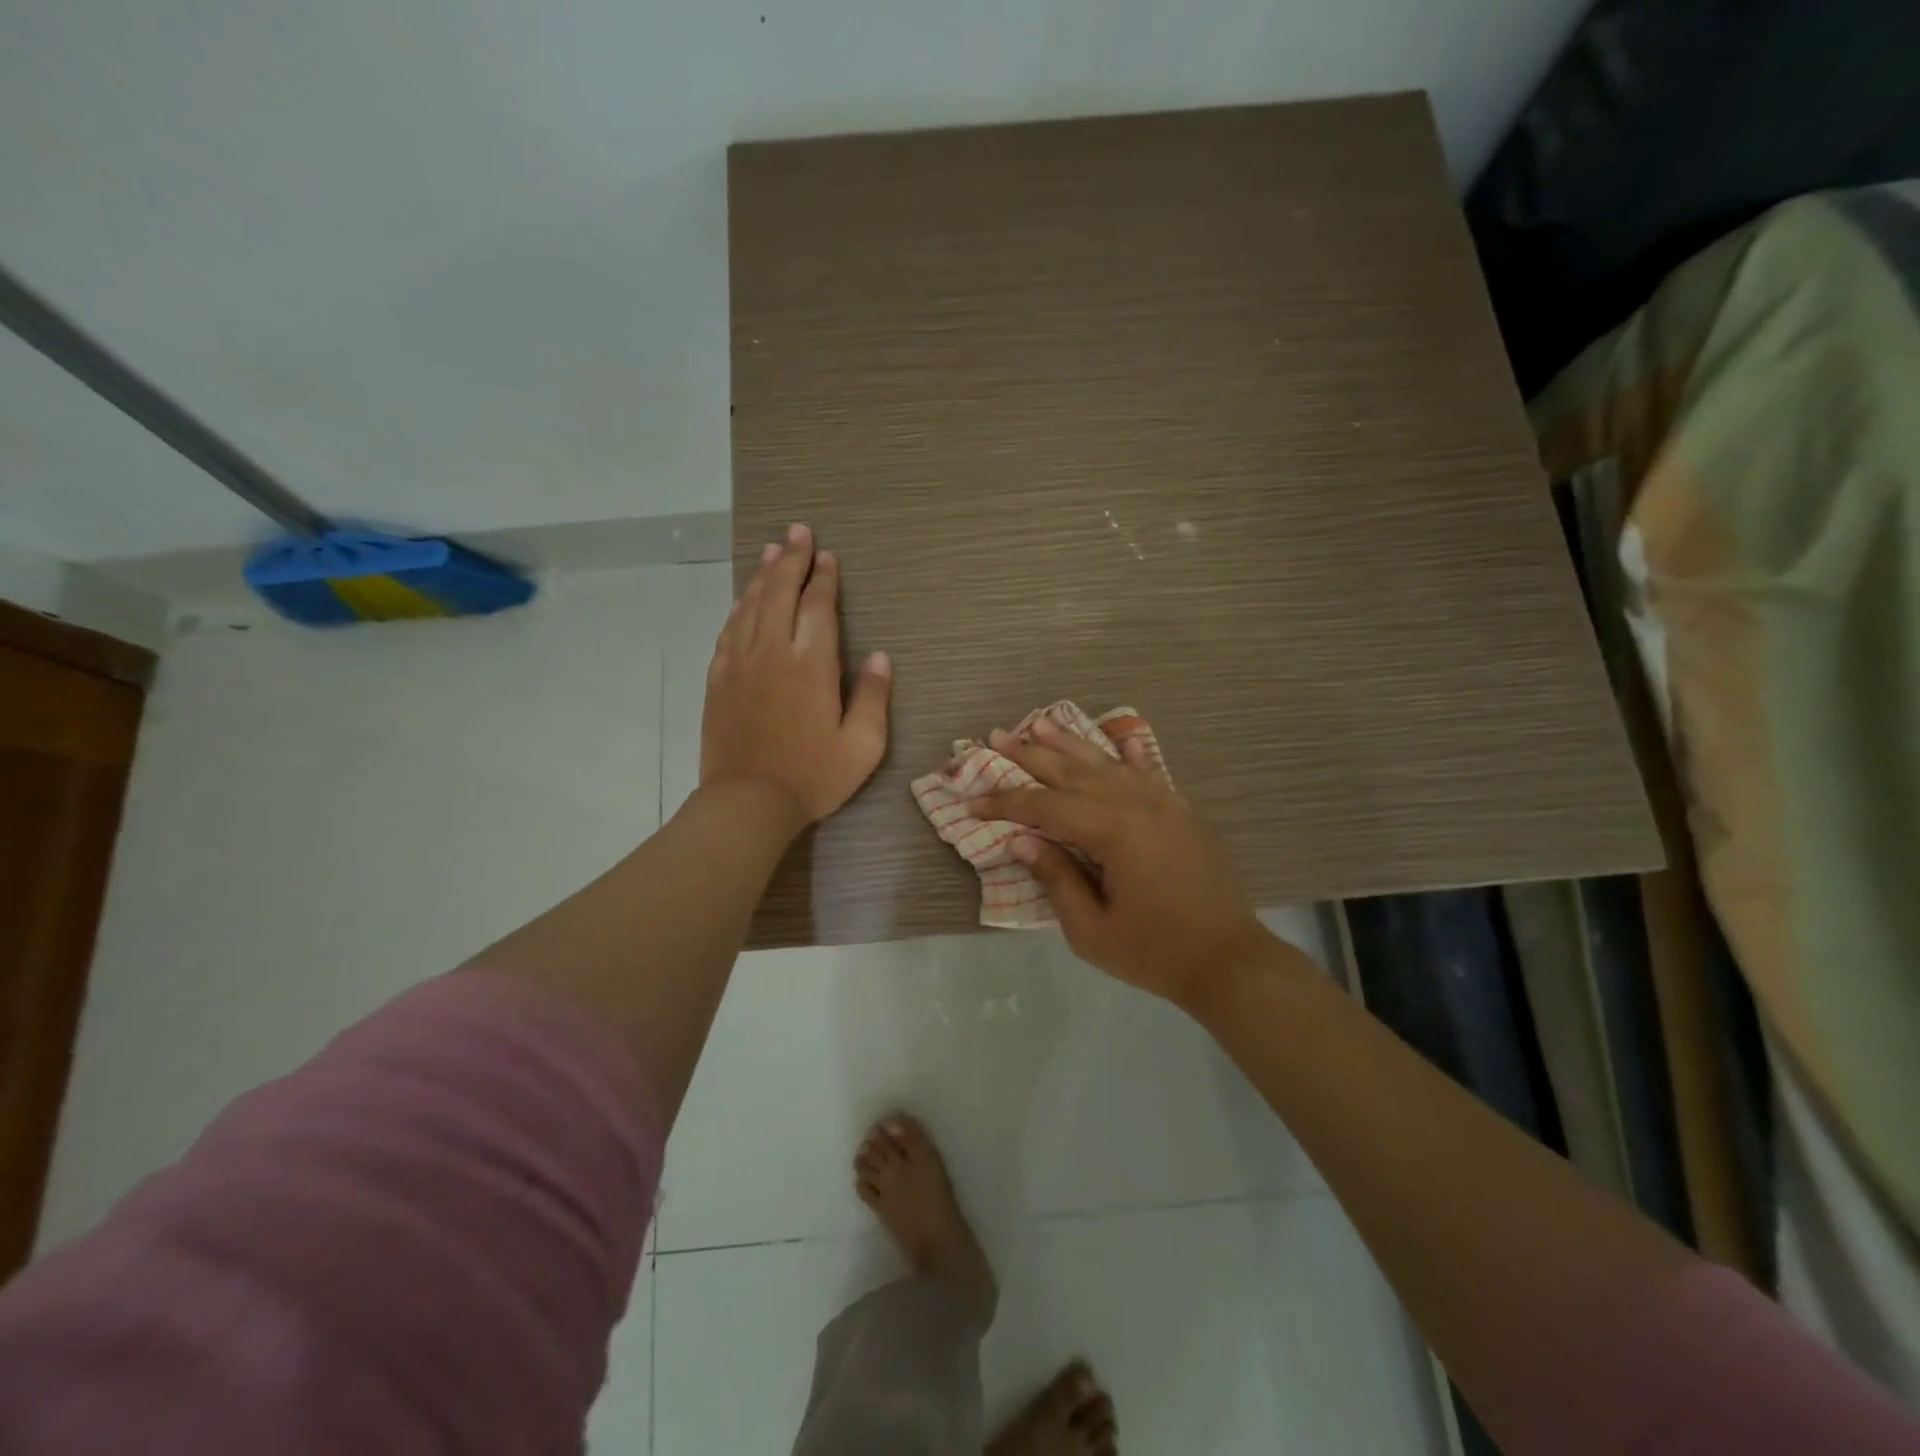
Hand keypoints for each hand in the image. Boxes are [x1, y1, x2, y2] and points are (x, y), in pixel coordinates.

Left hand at [701, 523, 891, 825]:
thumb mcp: (862, 744)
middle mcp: (772, 653)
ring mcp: (740, 664)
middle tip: (798, 532)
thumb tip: (879, 656)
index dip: (823, 578)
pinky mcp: (718, 680)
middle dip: (792, 560)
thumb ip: (872, 696)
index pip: (818, 607)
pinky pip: (729, 631)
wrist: (747, 802)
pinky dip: (739, 607)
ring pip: (751, 606)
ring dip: (763, 575)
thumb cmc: (813, 776)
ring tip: (772, 550)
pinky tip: (744, 598)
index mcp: (811, 665)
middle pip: (780, 593)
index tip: (827, 556)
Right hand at [971, 717, 1274, 1007]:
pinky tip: (1120, 739)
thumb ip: (1056, 878)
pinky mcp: (1182, 812)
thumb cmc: (1155, 952)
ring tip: (1040, 722)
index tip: (973, 801)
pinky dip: (1129, 754)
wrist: (1229, 961)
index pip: (1046, 806)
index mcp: (1114, 832)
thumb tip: (1021, 840)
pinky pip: (1149, 772)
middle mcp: (1138, 804)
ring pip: (1108, 763)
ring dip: (1071, 743)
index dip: (1006, 803)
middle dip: (1031, 754)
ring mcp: (1165, 803)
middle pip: (1074, 772)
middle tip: (997, 736)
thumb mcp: (1091, 930)